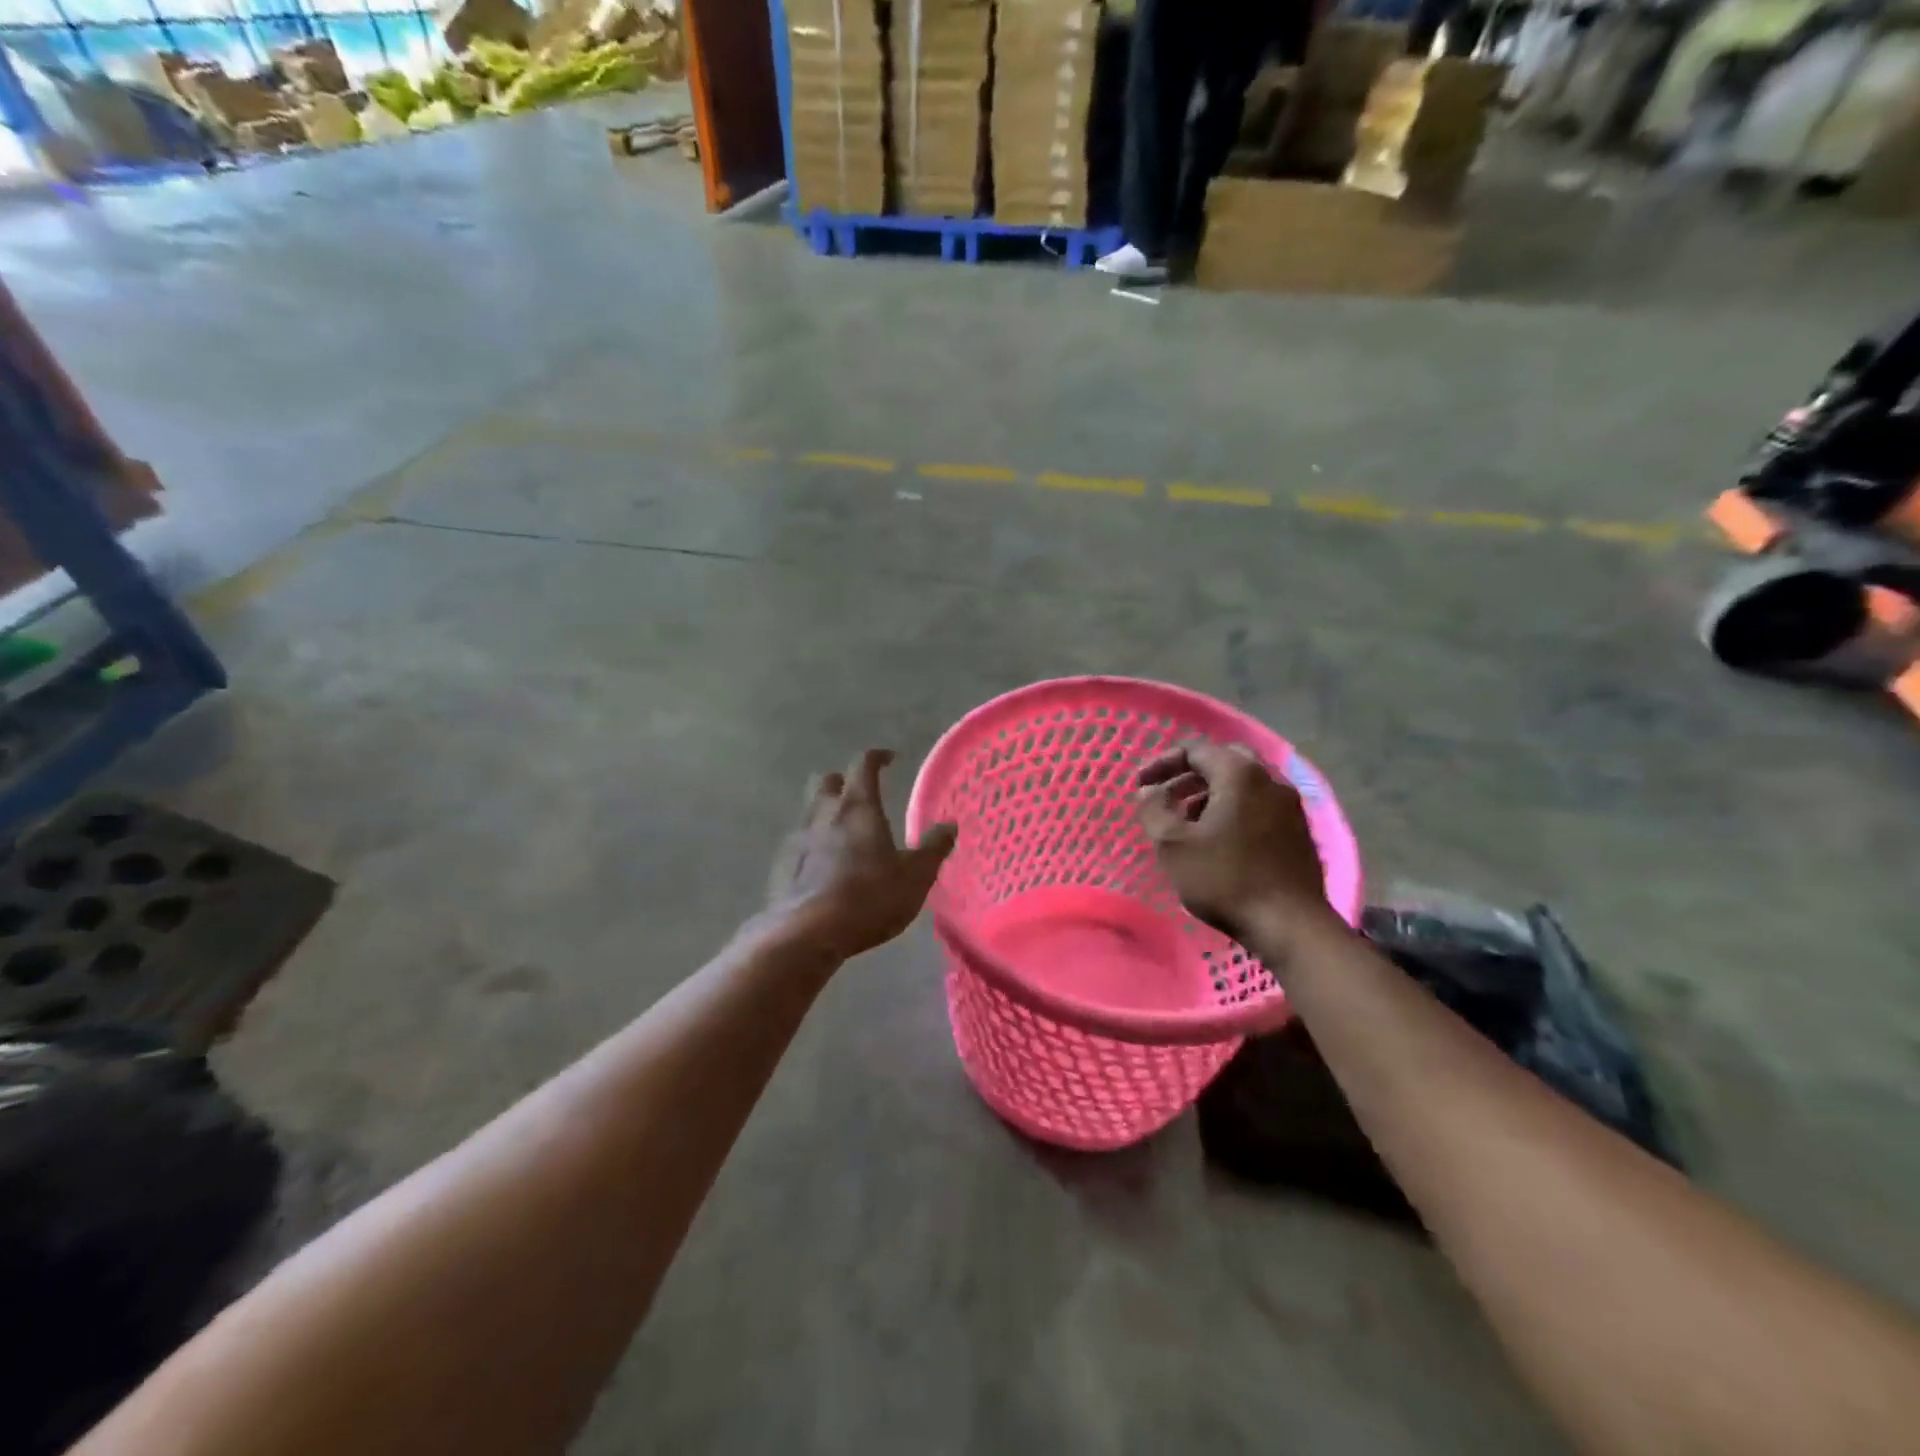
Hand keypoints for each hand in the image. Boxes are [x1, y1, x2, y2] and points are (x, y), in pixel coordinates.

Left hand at [766, 749, 957, 961]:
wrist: (805, 934)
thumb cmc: (869, 898)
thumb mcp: (915, 876)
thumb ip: (933, 848)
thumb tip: (949, 825)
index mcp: (858, 807)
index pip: (864, 764)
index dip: (877, 757)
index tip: (889, 759)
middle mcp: (824, 813)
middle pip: (828, 781)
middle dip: (844, 782)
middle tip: (862, 795)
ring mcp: (798, 838)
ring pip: (810, 811)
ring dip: (827, 813)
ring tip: (845, 834)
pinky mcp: (782, 866)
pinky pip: (799, 843)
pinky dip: (813, 844)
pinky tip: (824, 866)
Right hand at [1136, 743, 1339, 951]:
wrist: (1291, 925)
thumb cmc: (1225, 880)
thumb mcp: (1173, 845)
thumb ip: (1153, 809)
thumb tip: (1148, 790)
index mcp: (1240, 773)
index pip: (1195, 749)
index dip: (1162, 763)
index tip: (1140, 786)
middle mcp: (1270, 779)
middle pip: (1223, 760)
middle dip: (1189, 774)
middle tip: (1165, 796)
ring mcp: (1290, 805)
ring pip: (1243, 784)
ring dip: (1210, 794)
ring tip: (1185, 822)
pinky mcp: (1299, 830)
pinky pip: (1259, 805)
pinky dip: (1233, 810)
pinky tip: (1218, 840)